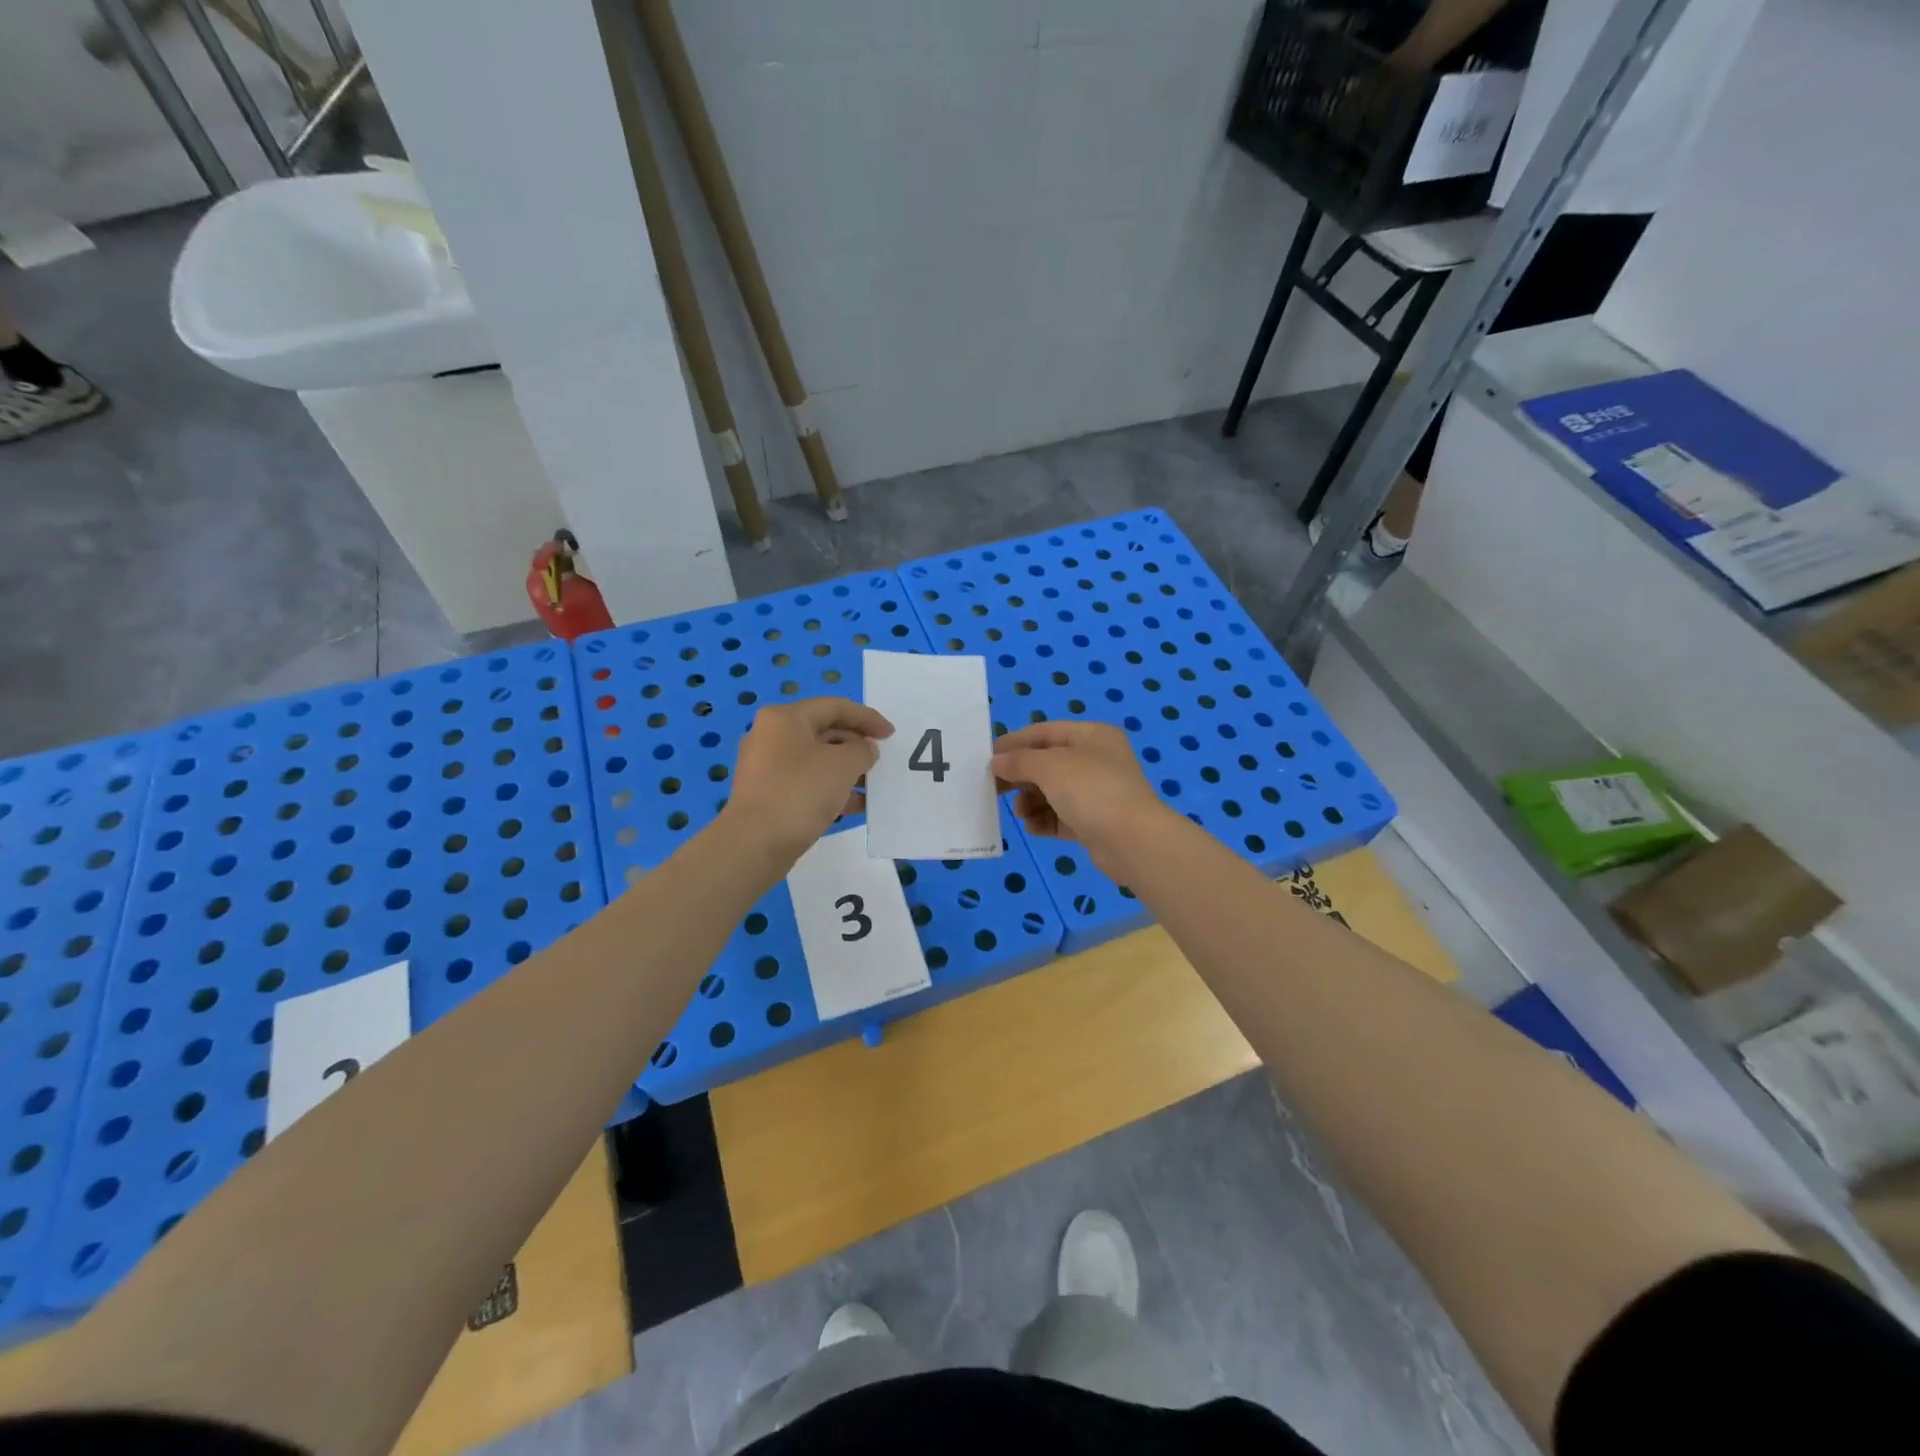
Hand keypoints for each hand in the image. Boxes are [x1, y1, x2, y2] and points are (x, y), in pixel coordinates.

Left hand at [725, 698, 892, 860]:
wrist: (754, 845)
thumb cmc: (800, 793)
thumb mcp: (843, 765)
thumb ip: (862, 750)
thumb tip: (864, 750)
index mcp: (785, 718)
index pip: (835, 707)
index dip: (867, 718)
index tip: (891, 735)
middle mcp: (772, 736)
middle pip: (825, 731)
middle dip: (857, 744)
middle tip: (881, 760)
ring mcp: (767, 767)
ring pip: (817, 760)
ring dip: (848, 769)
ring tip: (873, 785)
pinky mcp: (769, 794)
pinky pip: (808, 782)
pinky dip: (832, 789)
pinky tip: (856, 805)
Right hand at [990, 722, 1168, 873]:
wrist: (1132, 841)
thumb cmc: (1091, 790)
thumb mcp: (1049, 766)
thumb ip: (1019, 761)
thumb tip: (997, 762)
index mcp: (1092, 736)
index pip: (1044, 732)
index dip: (1014, 742)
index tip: (986, 757)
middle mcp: (1096, 760)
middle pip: (1047, 763)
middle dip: (1020, 776)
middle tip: (992, 788)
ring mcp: (1097, 793)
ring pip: (1052, 792)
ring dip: (1030, 801)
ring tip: (1020, 813)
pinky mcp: (1095, 823)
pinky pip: (1061, 817)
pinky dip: (1044, 820)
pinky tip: (1033, 827)